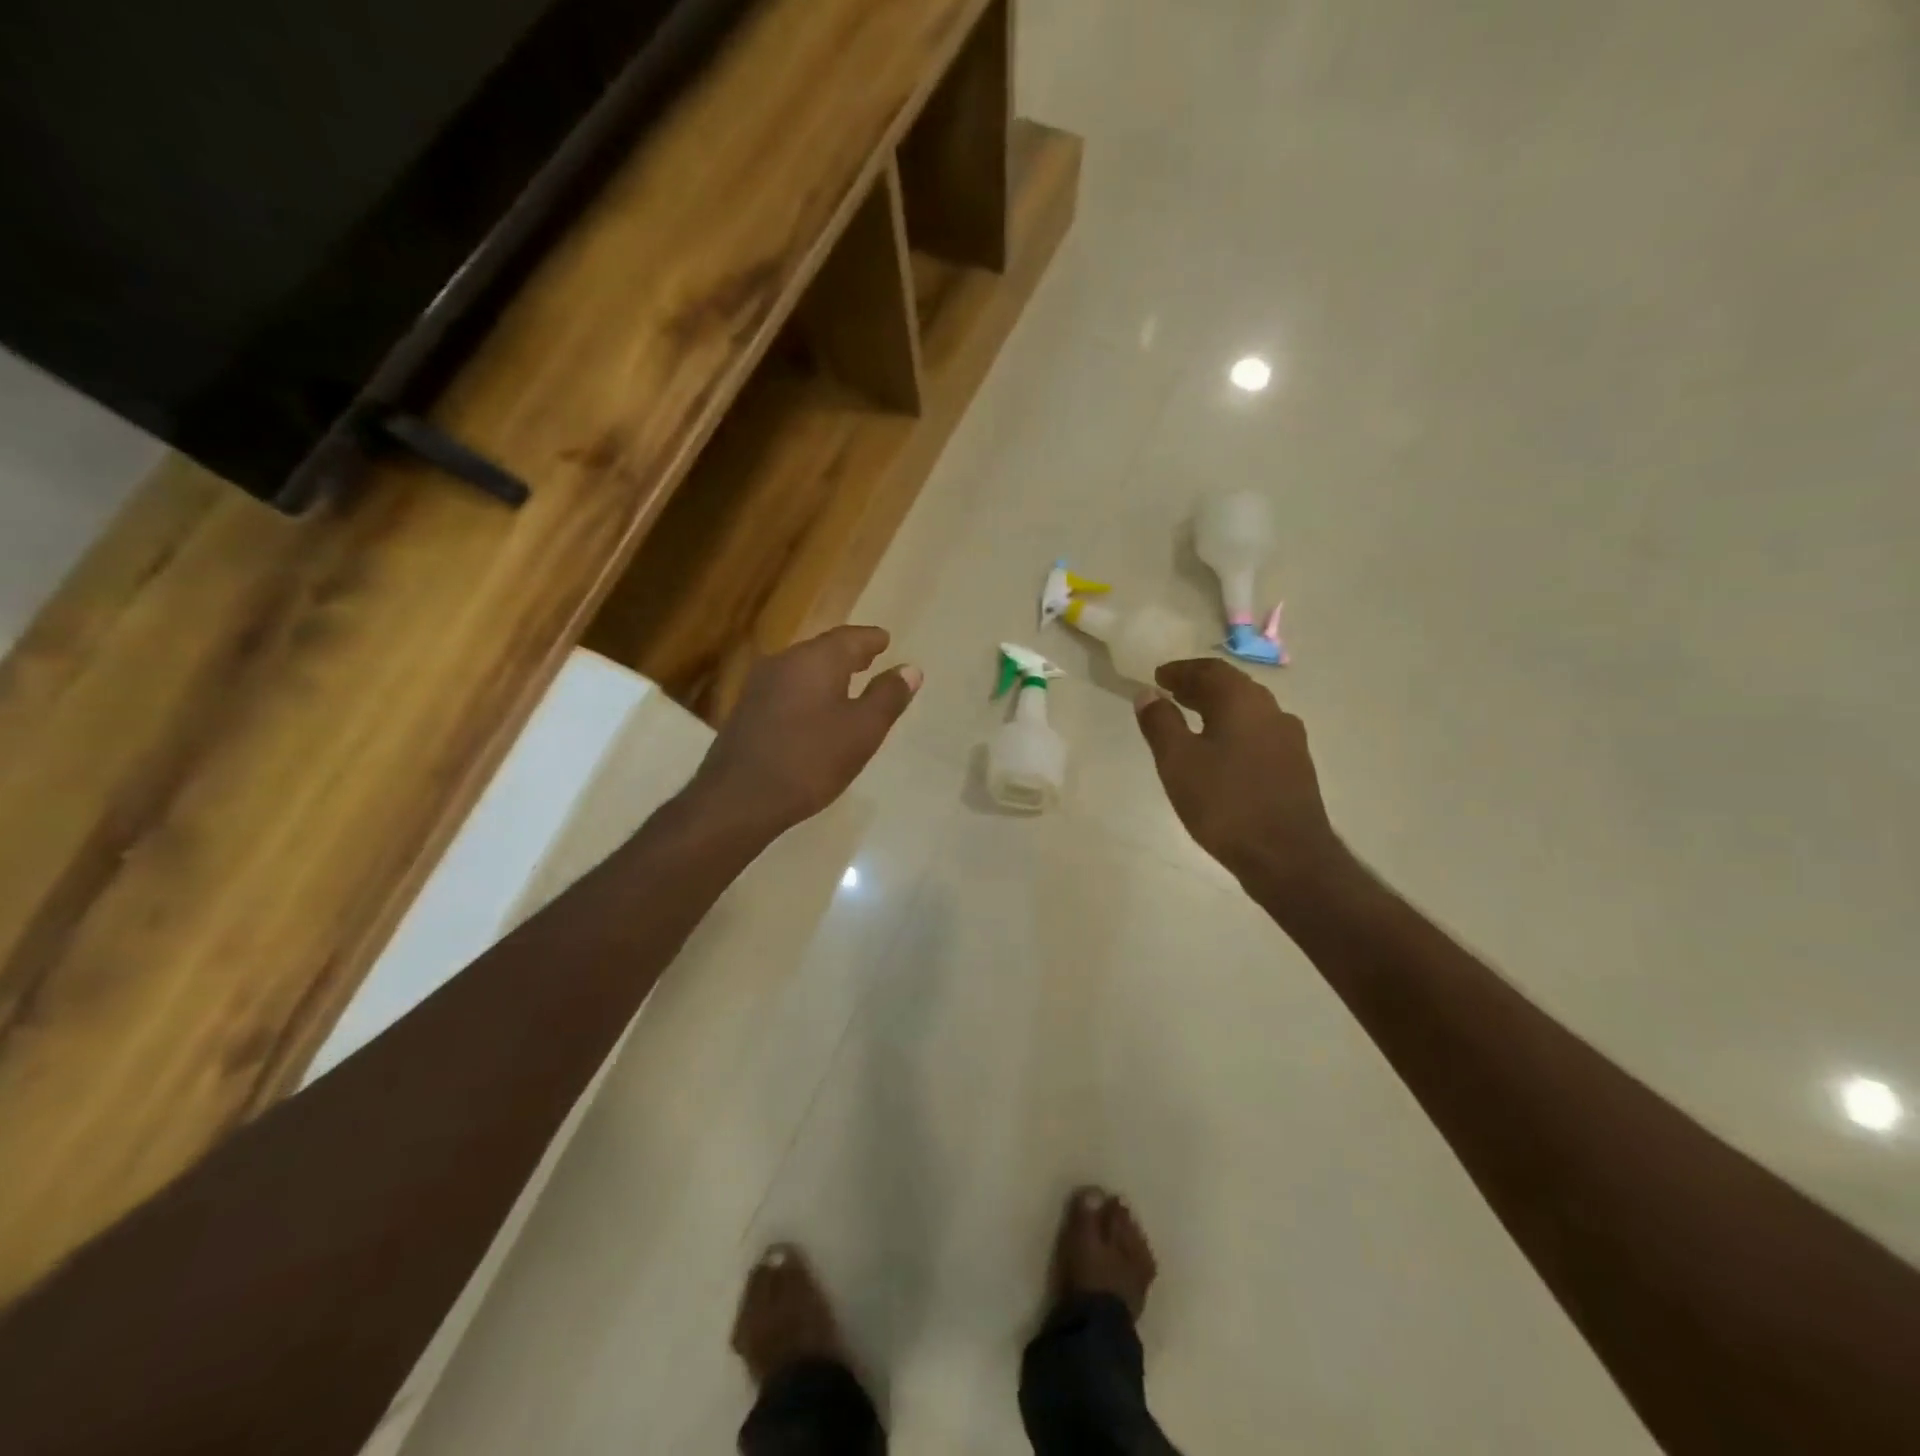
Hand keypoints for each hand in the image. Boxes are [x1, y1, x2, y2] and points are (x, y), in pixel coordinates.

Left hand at [689, 626, 921, 838]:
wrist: (738, 798)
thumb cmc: (810, 760)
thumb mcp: (862, 731)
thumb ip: (888, 697)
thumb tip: (910, 669)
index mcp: (816, 660)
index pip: (850, 638)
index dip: (872, 639)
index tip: (886, 640)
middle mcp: (784, 662)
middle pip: (823, 650)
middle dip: (849, 654)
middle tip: (870, 657)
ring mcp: (760, 686)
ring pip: (802, 669)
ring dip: (827, 673)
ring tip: (848, 684)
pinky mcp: (747, 711)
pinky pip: (787, 689)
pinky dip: (808, 692)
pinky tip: (815, 711)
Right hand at [1134, 658, 1343, 891]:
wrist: (1287, 856)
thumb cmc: (1225, 803)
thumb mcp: (1178, 762)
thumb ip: (1160, 723)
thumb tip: (1148, 694)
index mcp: (1243, 702)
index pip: (1210, 670)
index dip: (1181, 670)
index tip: (1158, 677)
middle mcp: (1272, 711)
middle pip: (1232, 688)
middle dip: (1199, 688)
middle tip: (1170, 695)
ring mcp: (1289, 740)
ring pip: (1247, 712)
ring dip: (1217, 710)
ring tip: (1190, 722)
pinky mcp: (1295, 767)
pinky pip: (1258, 734)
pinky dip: (1233, 731)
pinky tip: (1219, 754)